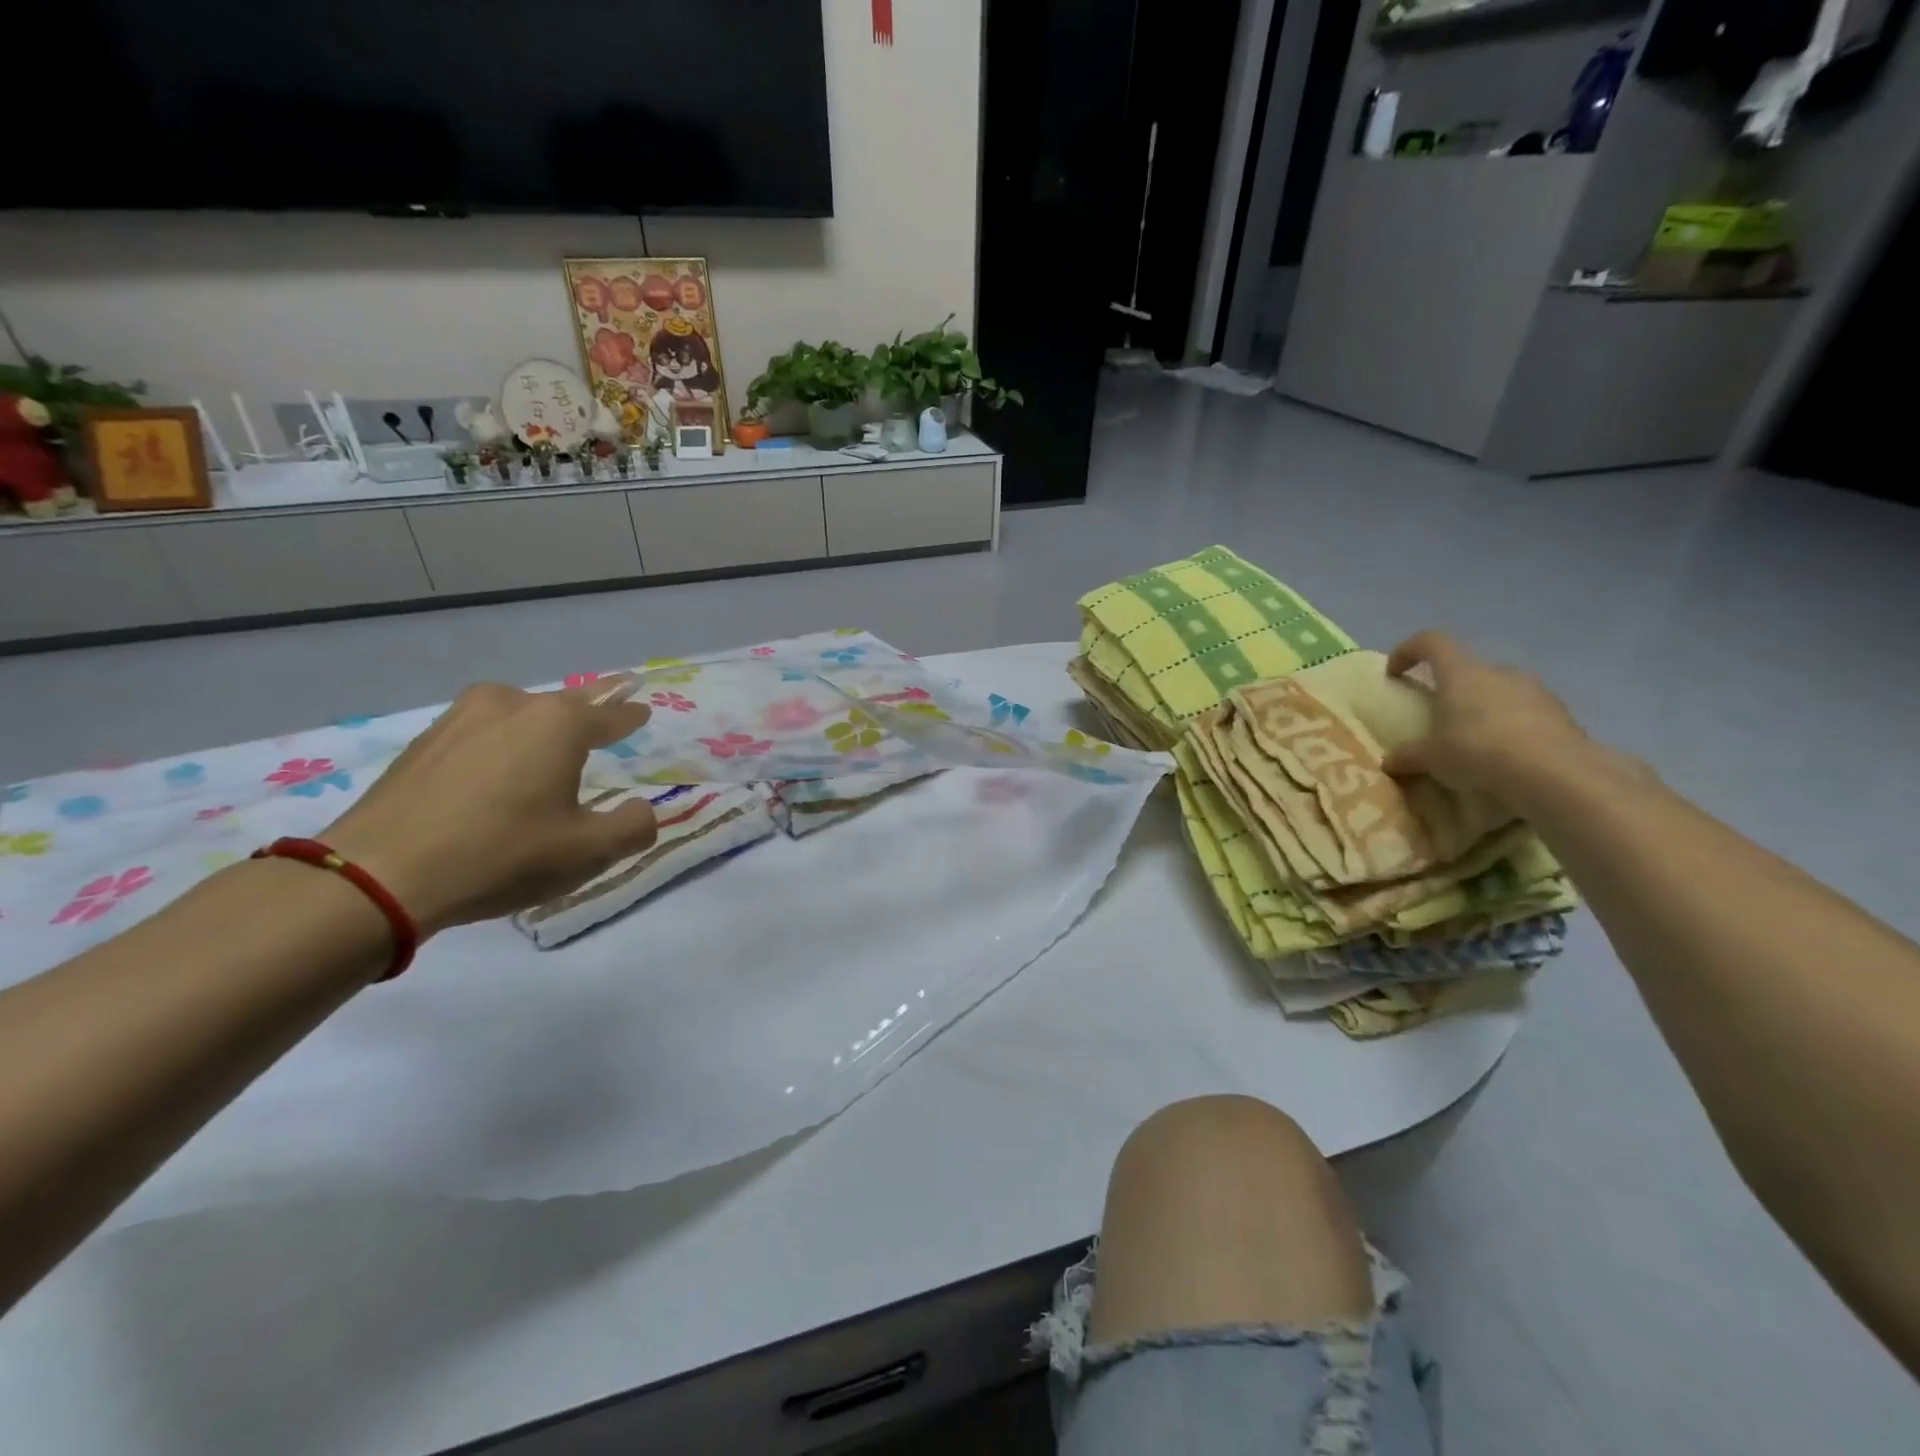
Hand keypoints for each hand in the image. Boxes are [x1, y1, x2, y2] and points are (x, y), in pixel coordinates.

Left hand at [319, 681, 656, 937]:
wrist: (379, 875)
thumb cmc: (502, 854)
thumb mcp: (589, 852)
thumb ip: (633, 827)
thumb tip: (640, 810)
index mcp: (559, 723)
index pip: (610, 714)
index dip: (630, 716)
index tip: (643, 712)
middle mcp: (511, 706)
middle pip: (563, 704)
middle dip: (588, 711)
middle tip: (604, 715)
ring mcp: (460, 719)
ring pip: (516, 714)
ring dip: (537, 727)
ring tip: (546, 749)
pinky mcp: (423, 743)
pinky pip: (480, 733)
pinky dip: (498, 745)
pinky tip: (494, 771)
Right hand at [1381, 631, 1606, 798]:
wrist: (1556, 775)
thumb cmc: (1478, 752)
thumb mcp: (1430, 759)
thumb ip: (1407, 756)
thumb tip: (1389, 761)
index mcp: (1461, 673)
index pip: (1431, 641)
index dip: (1408, 651)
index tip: (1394, 674)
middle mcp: (1498, 672)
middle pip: (1467, 669)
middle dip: (1450, 689)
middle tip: (1438, 719)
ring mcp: (1535, 690)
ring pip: (1498, 691)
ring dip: (1483, 709)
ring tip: (1474, 743)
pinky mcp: (1561, 714)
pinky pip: (1525, 713)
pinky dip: (1510, 728)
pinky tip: (1505, 757)